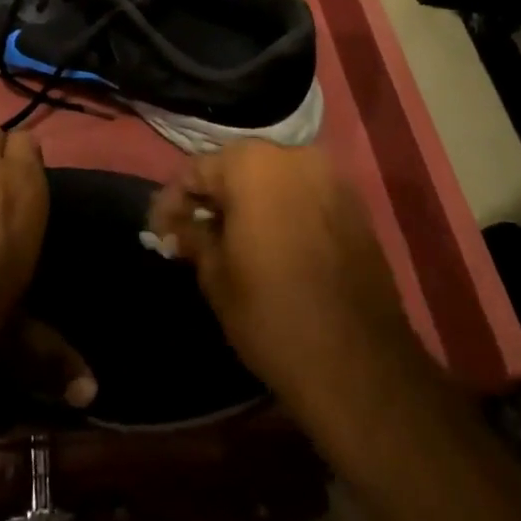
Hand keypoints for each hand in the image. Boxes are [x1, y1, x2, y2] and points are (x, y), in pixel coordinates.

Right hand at [147, 141, 423, 419]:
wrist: (359, 365)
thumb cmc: (272, 315)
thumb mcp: (216, 276)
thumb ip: (193, 237)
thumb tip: (176, 225)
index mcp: (251, 164)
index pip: (197, 170)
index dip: (174, 201)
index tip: (161, 230)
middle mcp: (292, 156)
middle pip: (238, 167)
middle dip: (214, 197)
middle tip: (194, 232)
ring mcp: (330, 177)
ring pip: (274, 179)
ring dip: (250, 202)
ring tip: (232, 239)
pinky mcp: (355, 204)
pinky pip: (304, 195)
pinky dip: (283, 210)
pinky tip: (272, 242)